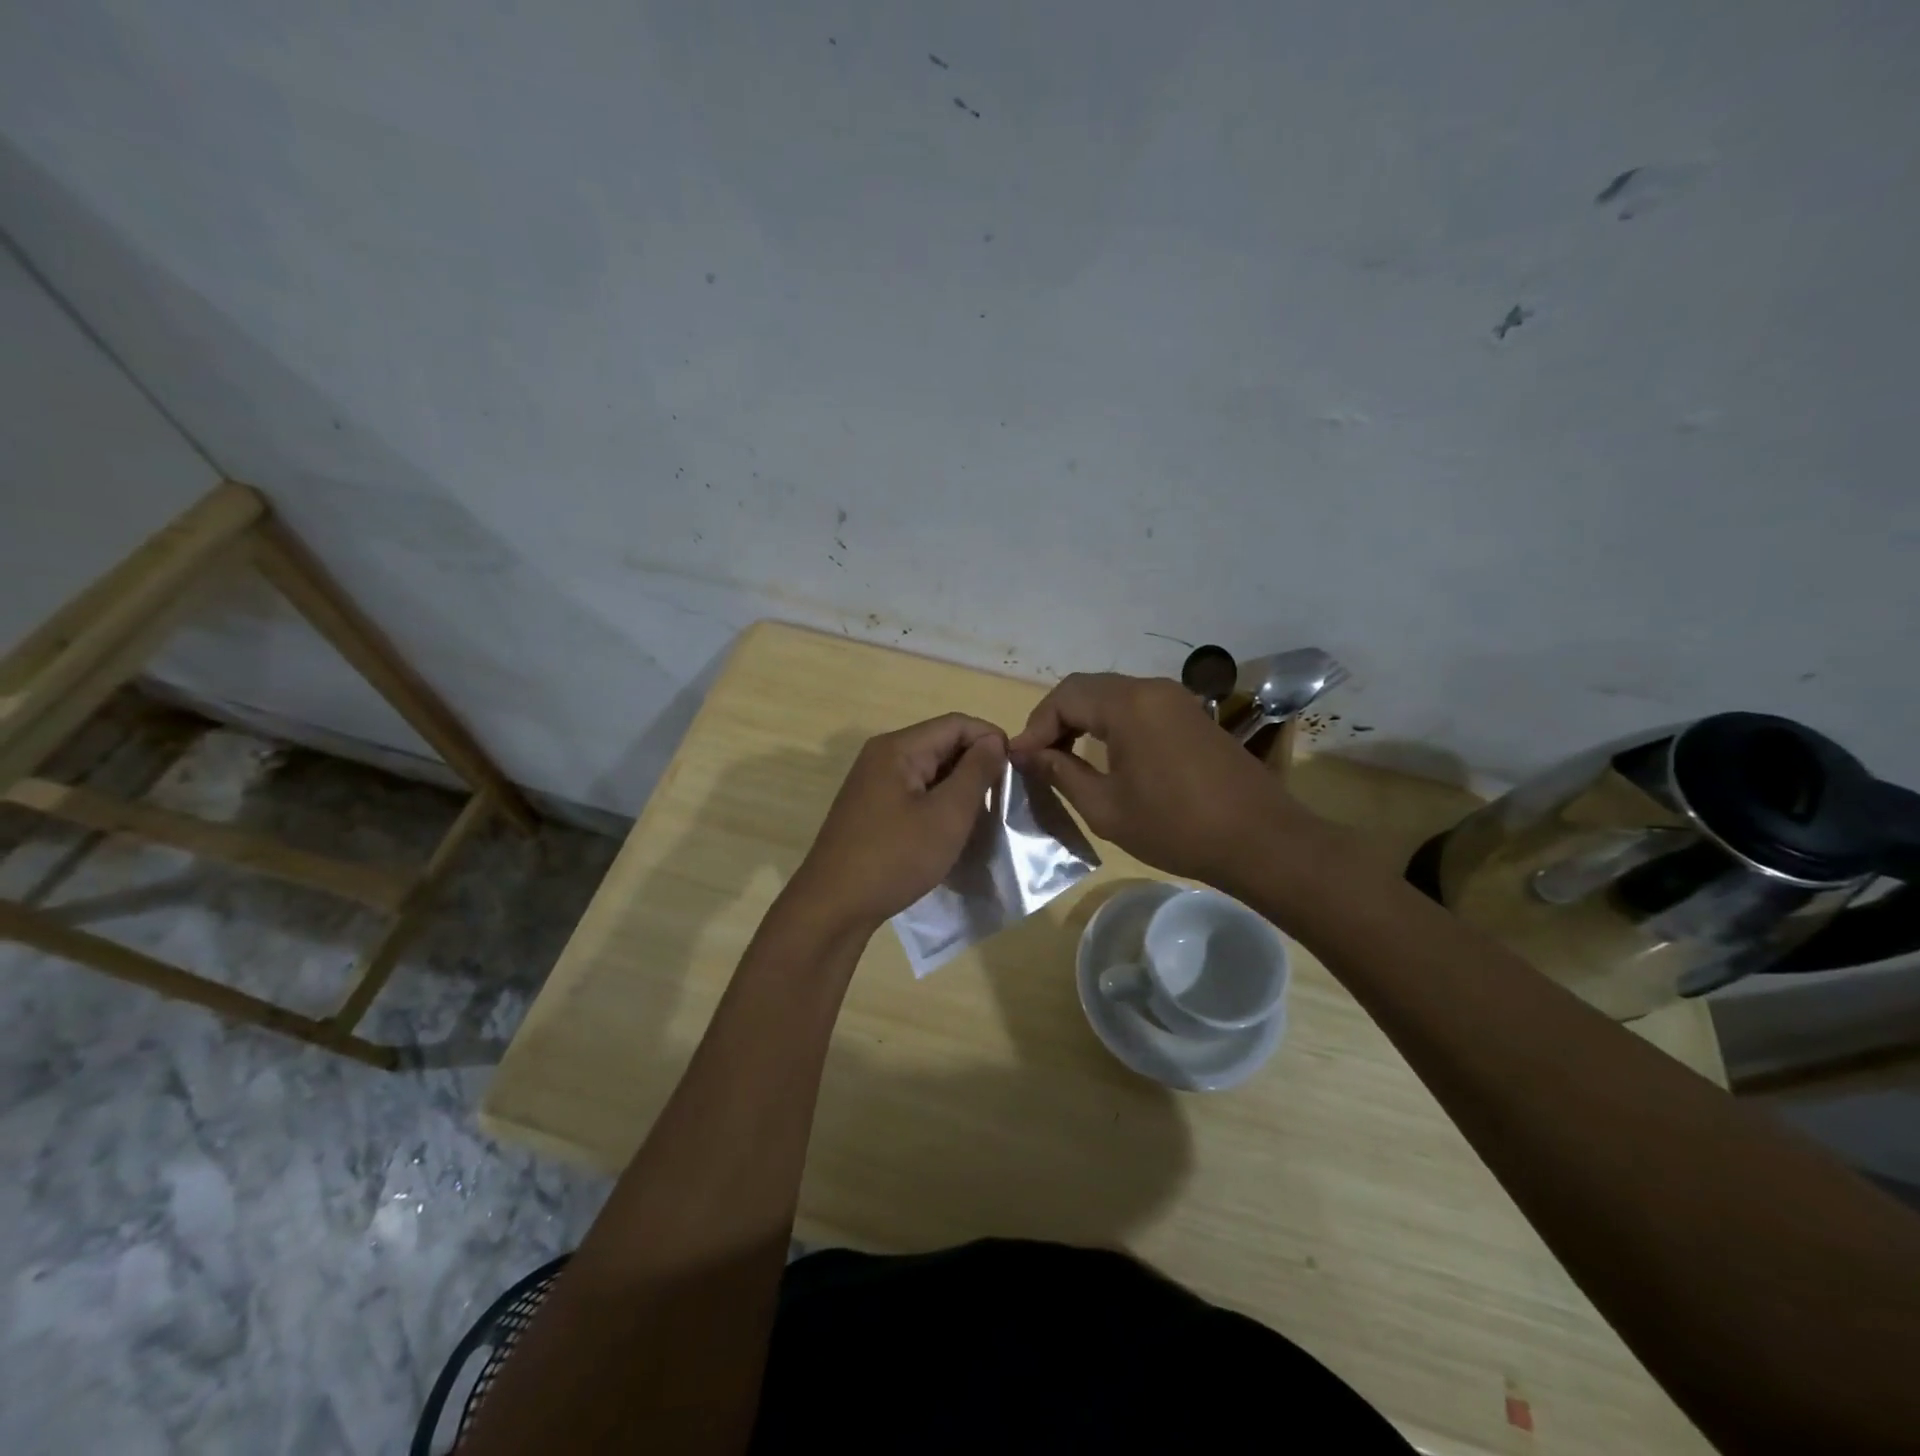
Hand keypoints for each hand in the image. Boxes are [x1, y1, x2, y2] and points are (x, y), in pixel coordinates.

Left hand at [788, 713, 1007, 933]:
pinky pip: (914, 792)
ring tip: (983, 815)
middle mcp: (882, 756)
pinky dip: (938, 803)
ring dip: (958, 787)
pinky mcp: (871, 808)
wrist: (834, 907)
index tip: (1017, 771)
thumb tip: (994, 741)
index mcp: (898, 748)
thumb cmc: (895, 858)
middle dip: (976, 764)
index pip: (956, 723)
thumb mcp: (947, 815)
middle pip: (941, 743)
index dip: (991, 740)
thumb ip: (975, 772)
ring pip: (929, 770)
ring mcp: (873, 783)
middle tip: (1003, 798)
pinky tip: (952, 829)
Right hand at [1009, 673, 1314, 888]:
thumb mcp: (1106, 807)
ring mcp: (1177, 700)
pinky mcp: (1193, 716)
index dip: (1035, 726)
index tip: (1020, 760)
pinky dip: (1112, 724)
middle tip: (1038, 757)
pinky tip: (1106, 756)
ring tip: (1065, 758)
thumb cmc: (1176, 827)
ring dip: (1084, 721)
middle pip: (1088, 690)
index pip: (1064, 697)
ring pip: (1113, 697)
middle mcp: (1152, 689)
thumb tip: (1028, 755)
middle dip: (1056, 720)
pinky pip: (1139, 707)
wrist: (1260, 840)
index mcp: (1128, 705)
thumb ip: (1061, 774)